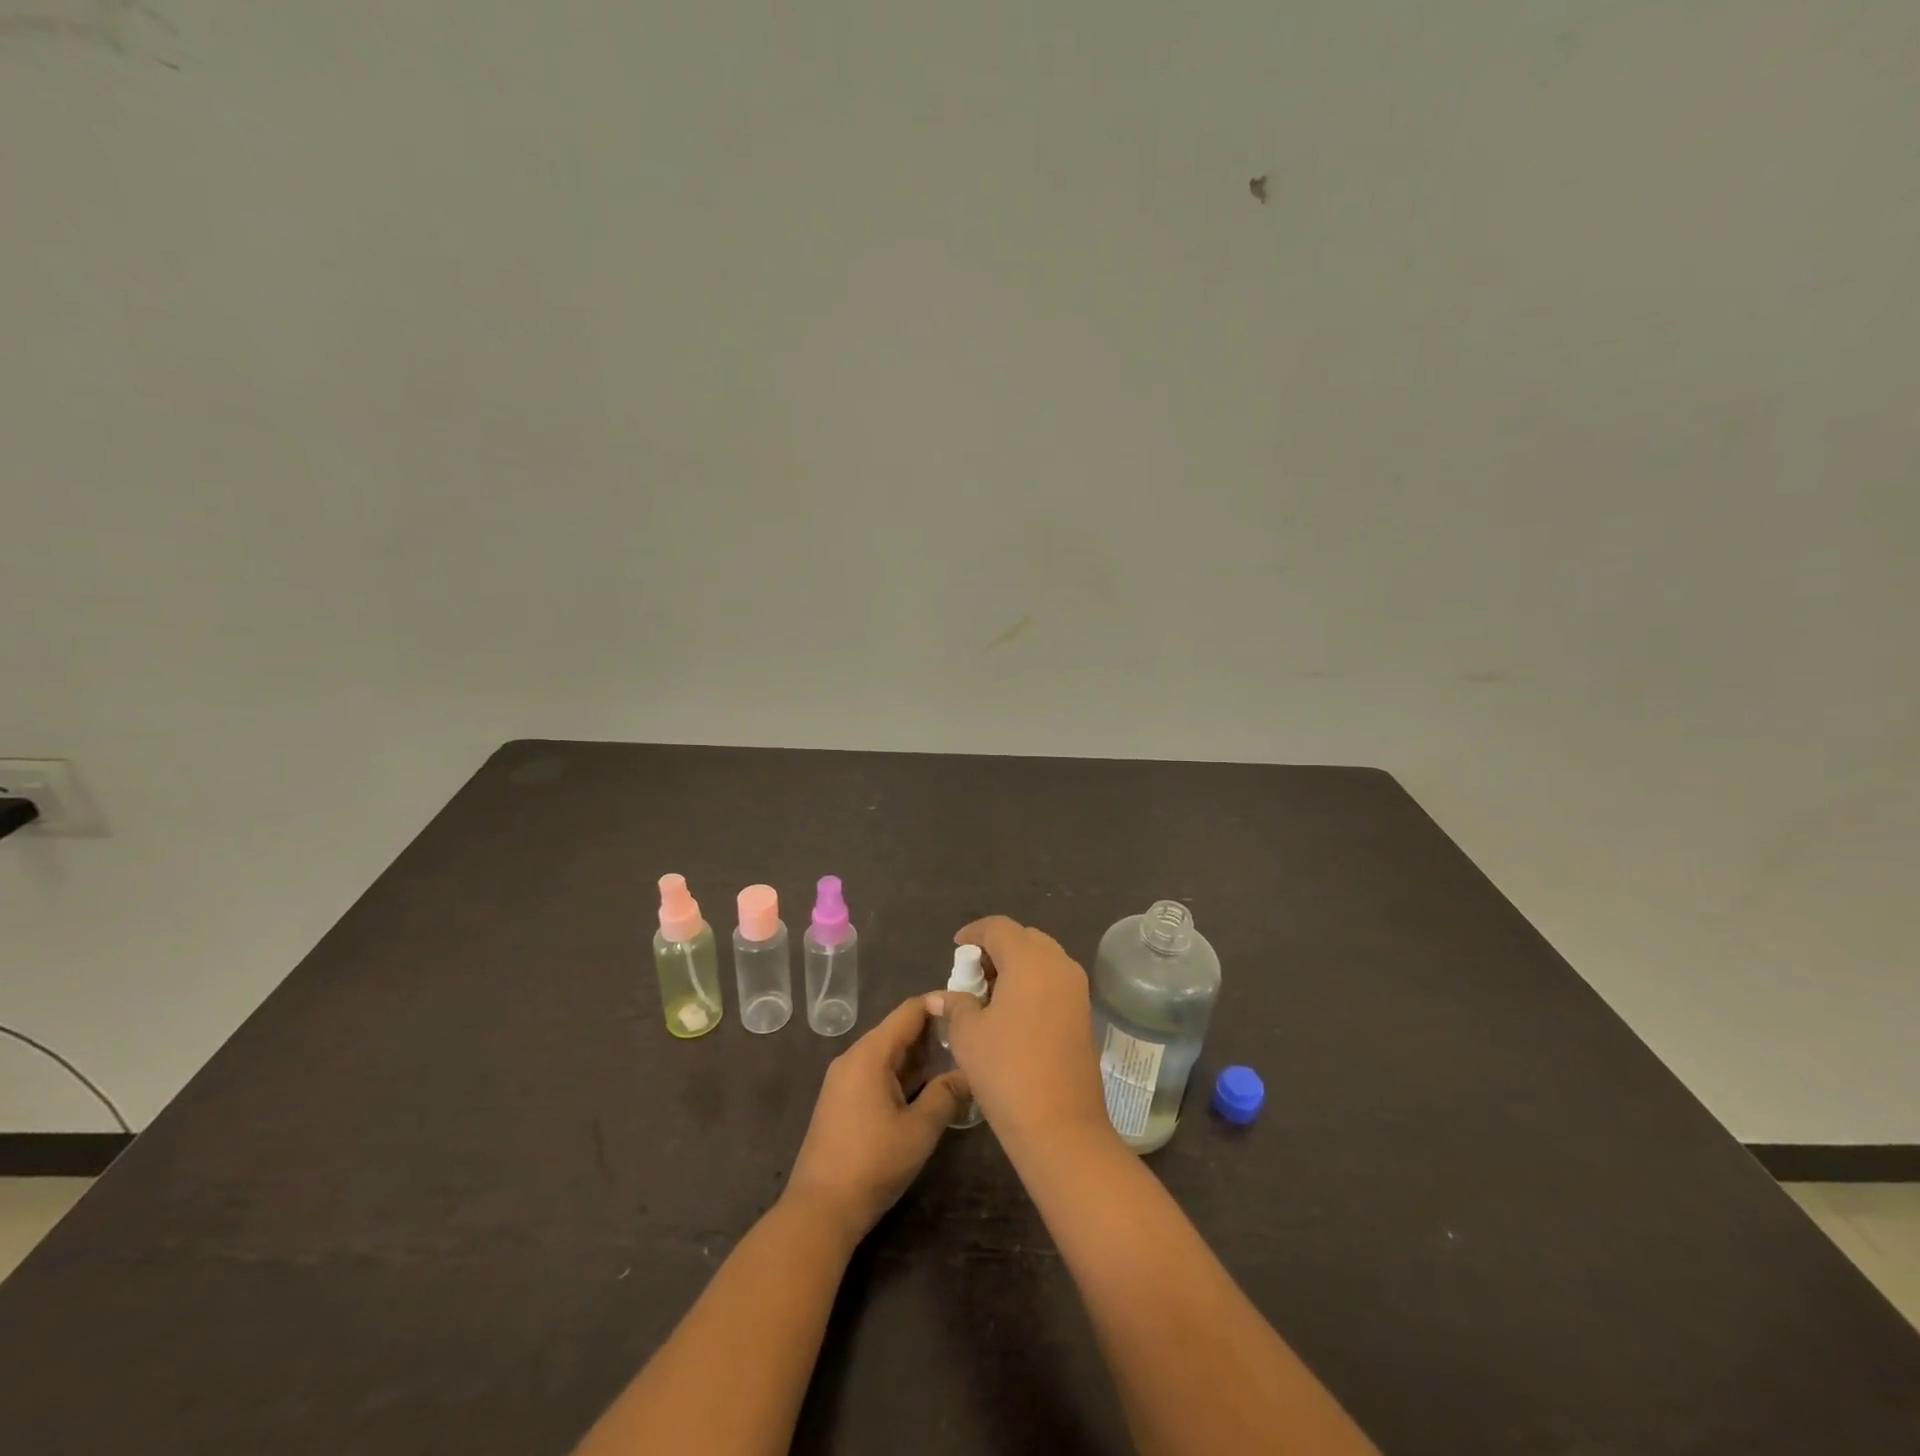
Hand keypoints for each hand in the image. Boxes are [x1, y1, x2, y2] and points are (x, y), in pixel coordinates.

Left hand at [784, 996, 968, 1244]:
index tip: (970, 1010)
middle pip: (898, 1030)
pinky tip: (926, 1088)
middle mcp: (854, 1057)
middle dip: (933, 1032)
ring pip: (888, 1053)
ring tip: (956, 1061)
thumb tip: (969, 1074)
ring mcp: (844, 1079)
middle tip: (969, 1040)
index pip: (910, 1011)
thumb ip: (946, 1095)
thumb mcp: (919, 1130)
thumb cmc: (872, 1164)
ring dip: (919, 1056)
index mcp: (870, 1054)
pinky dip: (903, 1073)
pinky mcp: (842, 1099)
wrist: (819, 1209)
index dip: (940, 1004)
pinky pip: (877, 1072)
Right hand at [943, 916, 1114, 1154]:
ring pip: (1043, 957)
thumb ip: (955, 1005)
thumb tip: (940, 996)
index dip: (974, 933)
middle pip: (1024, 938)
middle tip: (973, 973)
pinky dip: (1033, 982)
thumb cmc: (1006, 1071)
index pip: (999, 927)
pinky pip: (1055, 979)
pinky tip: (1013, 1010)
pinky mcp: (1085, 1011)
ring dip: (1016, 965)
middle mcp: (1058, 964)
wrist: (1060, 1125)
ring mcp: (1077, 988)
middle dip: (997, 948)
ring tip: (990, 993)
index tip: (956, 948)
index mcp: (1029, 960)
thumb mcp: (969, 1035)